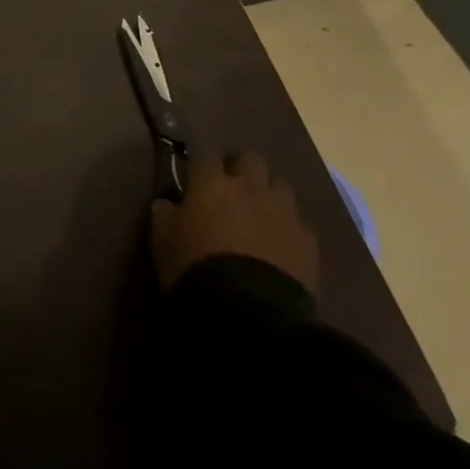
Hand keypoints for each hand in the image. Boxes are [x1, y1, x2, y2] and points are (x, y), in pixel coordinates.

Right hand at [149, 151, 318, 294]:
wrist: (247, 311)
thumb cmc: (194, 267)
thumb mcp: (161, 238)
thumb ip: (165, 213)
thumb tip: (168, 203)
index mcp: (212, 183)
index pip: (205, 157)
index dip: (199, 168)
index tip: (193, 181)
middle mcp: (250, 188)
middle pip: (250, 159)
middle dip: (240, 169)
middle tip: (229, 191)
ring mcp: (284, 213)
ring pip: (280, 186)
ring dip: (268, 195)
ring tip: (258, 216)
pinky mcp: (308, 242)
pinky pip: (299, 224)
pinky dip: (288, 229)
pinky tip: (279, 246)